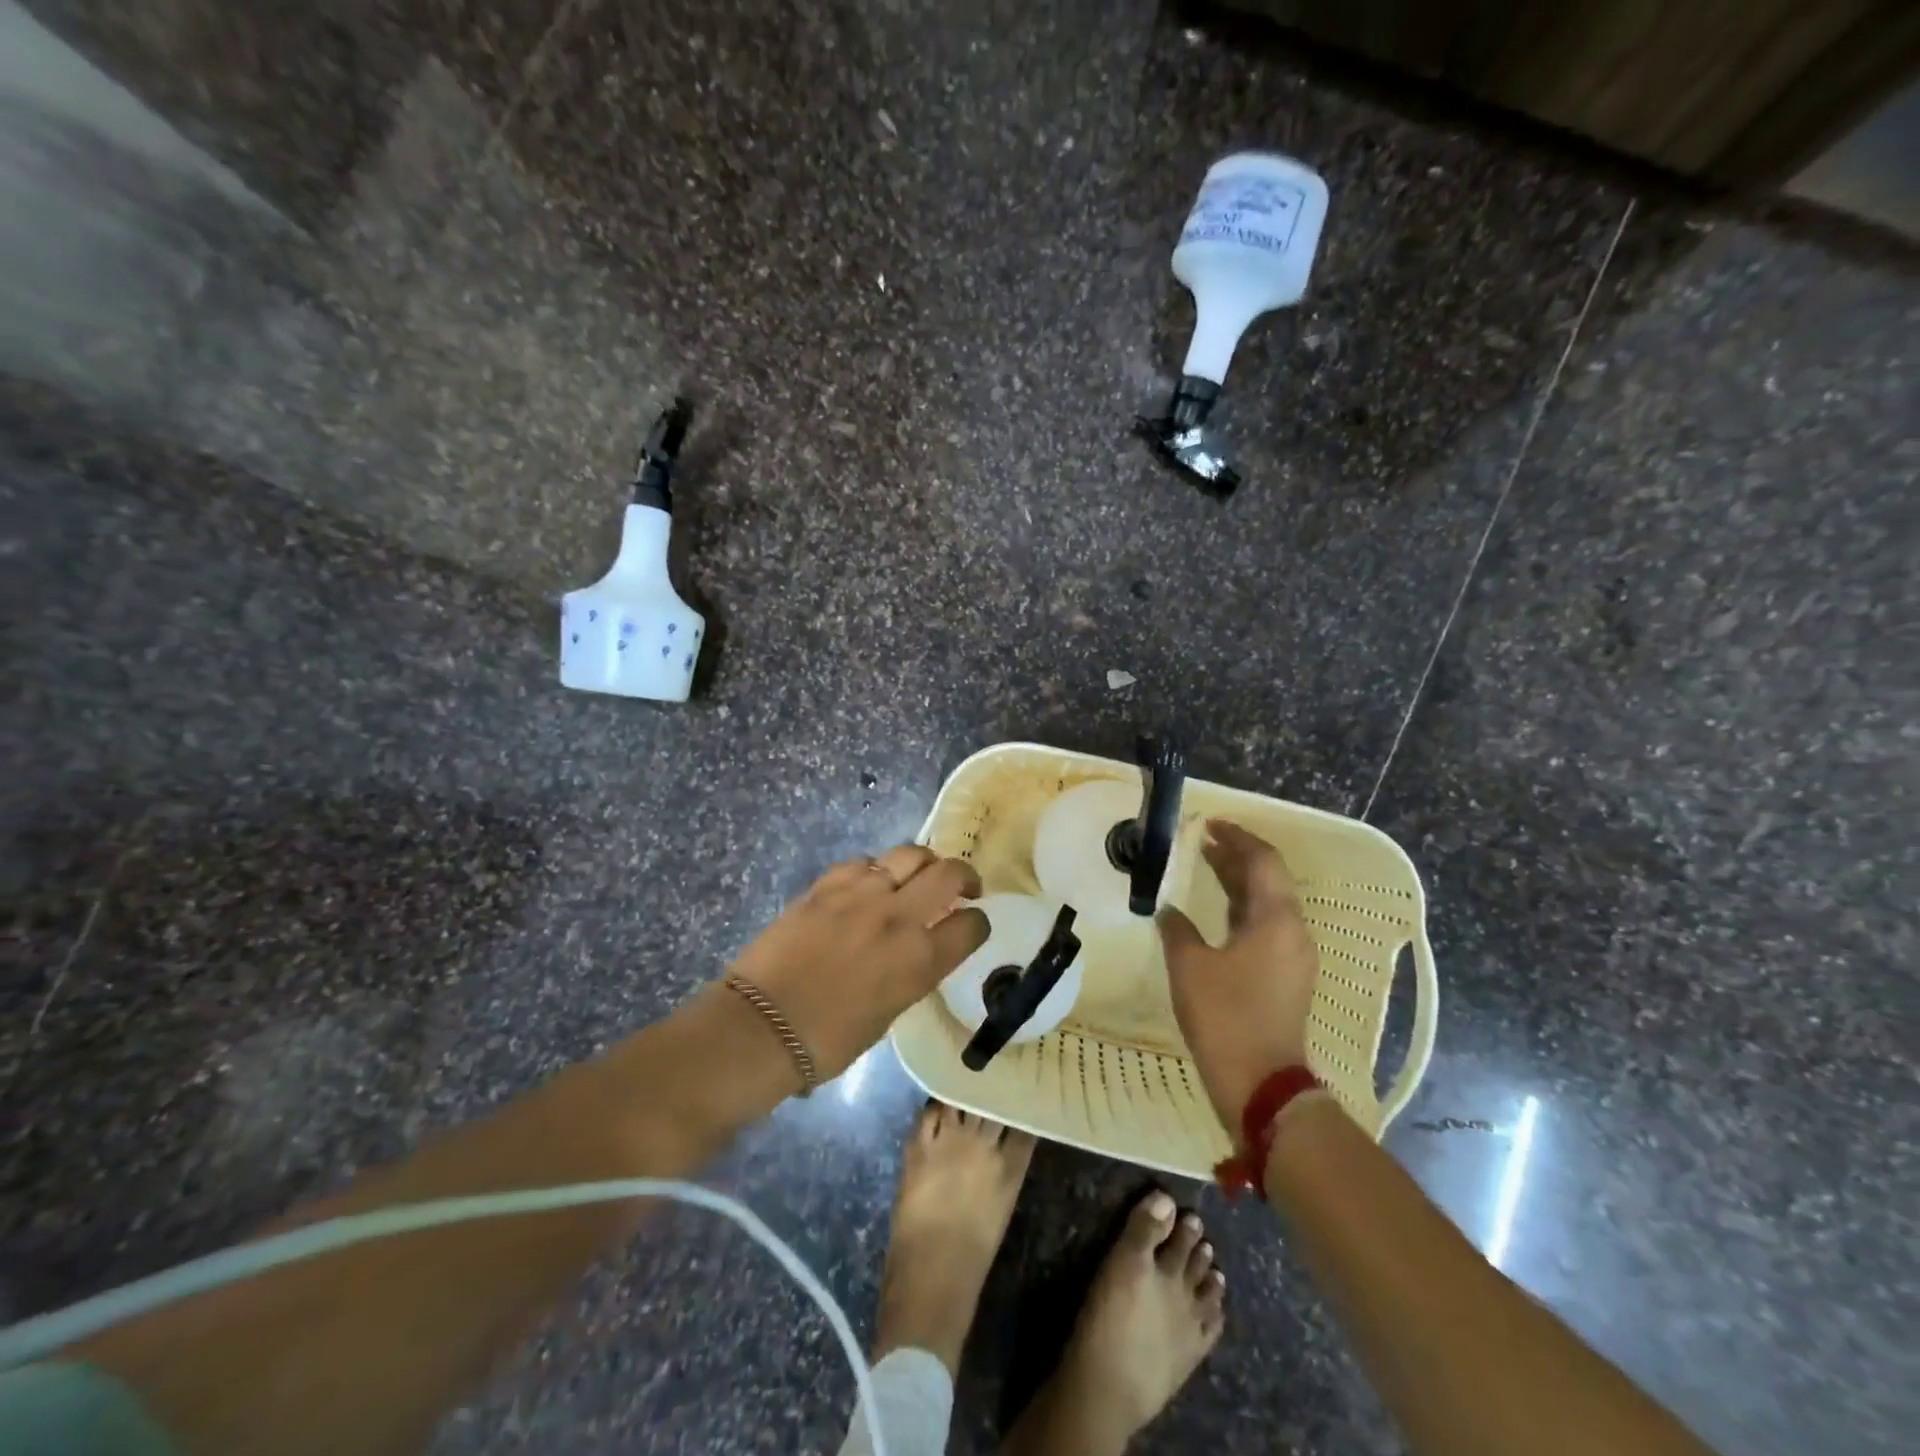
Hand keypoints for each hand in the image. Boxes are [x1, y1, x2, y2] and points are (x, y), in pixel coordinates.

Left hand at [726, 844, 987, 1078]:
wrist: (761, 1027)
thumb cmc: (828, 1041)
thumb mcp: (889, 1014)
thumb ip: (912, 973)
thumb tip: (917, 952)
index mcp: (920, 962)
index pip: (972, 926)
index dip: (978, 923)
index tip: (971, 924)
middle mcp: (899, 919)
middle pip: (950, 873)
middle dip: (964, 876)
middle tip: (960, 887)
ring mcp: (862, 895)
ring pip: (910, 854)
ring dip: (923, 864)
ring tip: (917, 876)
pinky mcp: (827, 884)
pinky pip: (864, 862)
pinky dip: (875, 870)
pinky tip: (868, 884)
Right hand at [1157, 820, 1319, 1131]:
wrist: (1261, 1083)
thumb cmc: (1225, 1016)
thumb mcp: (1189, 966)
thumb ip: (1177, 929)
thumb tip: (1167, 910)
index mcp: (1276, 920)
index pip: (1263, 861)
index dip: (1237, 838)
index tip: (1209, 825)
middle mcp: (1293, 931)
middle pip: (1269, 879)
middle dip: (1237, 856)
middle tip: (1202, 841)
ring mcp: (1293, 956)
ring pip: (1267, 904)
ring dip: (1239, 882)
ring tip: (1205, 865)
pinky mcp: (1285, 976)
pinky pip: (1265, 926)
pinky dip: (1241, 908)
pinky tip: (1215, 912)